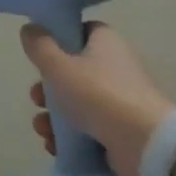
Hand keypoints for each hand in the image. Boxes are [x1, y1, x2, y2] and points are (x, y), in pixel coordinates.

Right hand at [22, 22, 175, 175]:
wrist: (145, 146)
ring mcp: (120, 101)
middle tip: (36, 99)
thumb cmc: (98, 94)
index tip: (40, 53)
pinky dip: (69, 137)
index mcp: (106, 43)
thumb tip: (29, 29)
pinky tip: (54, 145)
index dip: (58, 39)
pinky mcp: (121, 130)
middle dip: (48, 88)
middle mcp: (115, 68)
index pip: (80, 31)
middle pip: (72, 71)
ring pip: (76, 102)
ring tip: (43, 129)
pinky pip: (88, 128)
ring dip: (54, 116)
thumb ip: (39, 46)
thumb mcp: (58, 65)